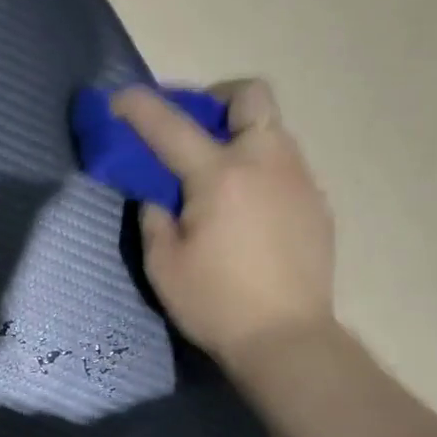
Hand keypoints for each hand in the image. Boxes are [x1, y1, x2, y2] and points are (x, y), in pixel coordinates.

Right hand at [112, 79, 335, 362]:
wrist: (288, 340)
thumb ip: (154, 217)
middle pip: (251, 95)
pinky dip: (261, 170)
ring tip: (219, 175)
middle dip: (217, 99)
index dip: (139, 106)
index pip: (170, 125)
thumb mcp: (163, 264)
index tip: (119, 98)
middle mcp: (265, 163)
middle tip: (195, 127)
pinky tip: (248, 210)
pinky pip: (286, 167)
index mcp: (220, 176)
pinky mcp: (317, 205)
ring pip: (273, 129)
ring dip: (241, 135)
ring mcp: (299, 181)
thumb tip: (159, 195)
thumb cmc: (215, 303)